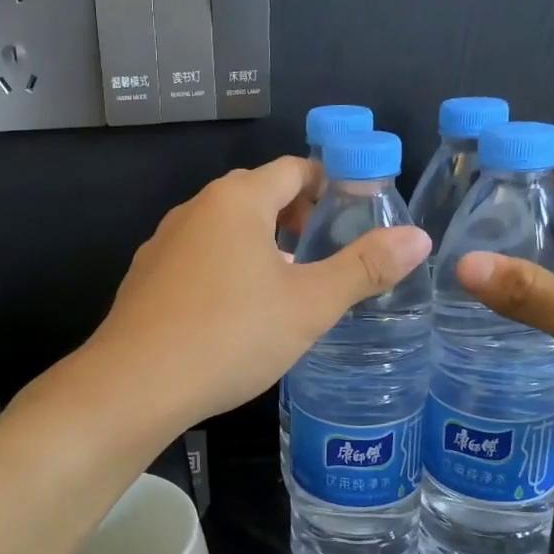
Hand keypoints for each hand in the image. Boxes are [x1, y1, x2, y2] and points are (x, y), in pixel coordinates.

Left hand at [89, 158, 431, 426]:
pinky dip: (225, 269)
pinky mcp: (145, 278)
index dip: (330, 184)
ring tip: (287, 286)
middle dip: (296, 217)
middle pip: (257, 195)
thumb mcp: (308, 305)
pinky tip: (235, 313)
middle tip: (326, 254)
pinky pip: (197, 258)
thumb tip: (419, 238)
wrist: (134, 384)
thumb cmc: (230, 335)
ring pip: (224, 229)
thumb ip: (364, 268)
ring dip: (260, 245)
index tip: (355, 213)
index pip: (294, 169)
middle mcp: (195, 209)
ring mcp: (163, 243)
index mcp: (237, 199)